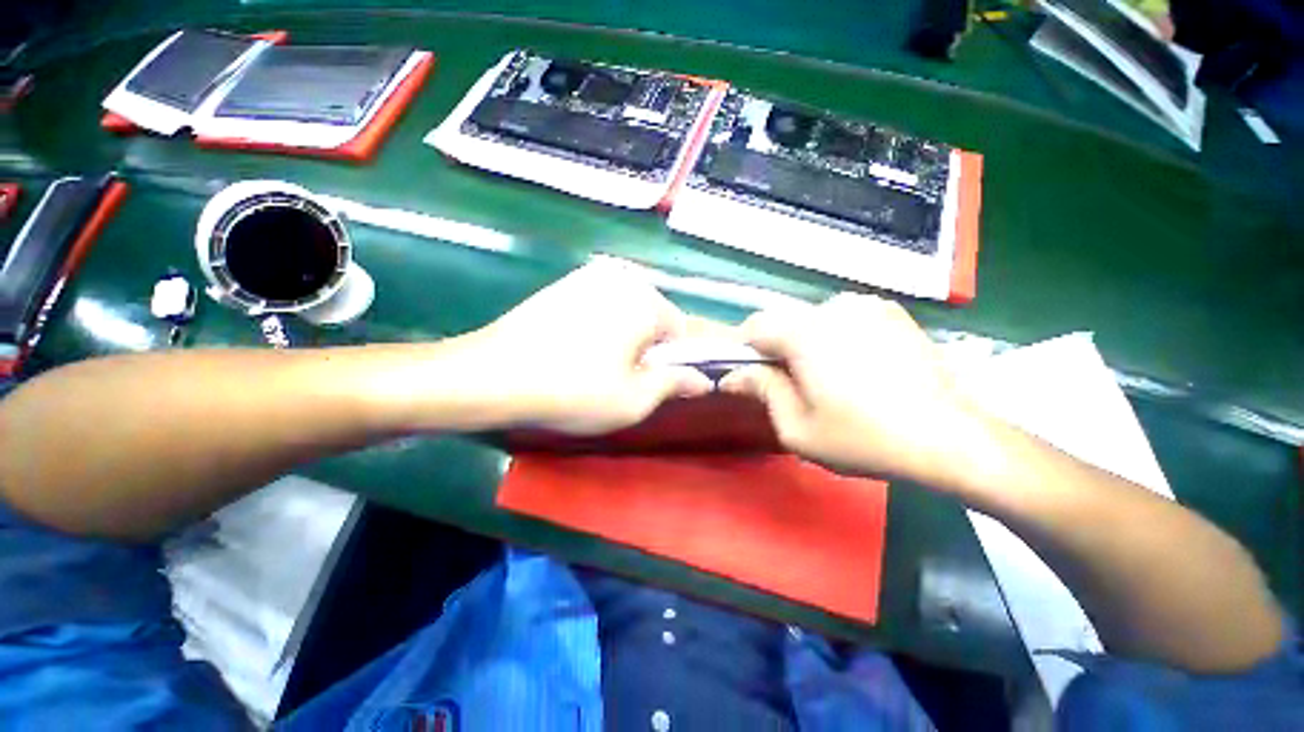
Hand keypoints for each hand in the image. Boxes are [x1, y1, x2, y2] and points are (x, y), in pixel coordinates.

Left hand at [463, 260, 712, 433]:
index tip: (647, 383)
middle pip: (653, 317)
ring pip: (626, 311)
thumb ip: (675, 384)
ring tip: (593, 365)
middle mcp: (621, 276)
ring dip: (622, 337)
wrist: (492, 375)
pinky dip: (598, 326)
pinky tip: (574, 349)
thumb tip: (703, 380)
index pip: (680, 331)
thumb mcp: (634, 399)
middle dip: (645, 348)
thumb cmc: (573, 390)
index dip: (669, 362)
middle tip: (618, 377)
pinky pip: (600, 306)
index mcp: (644, 299)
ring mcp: (588, 275)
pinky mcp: (564, 283)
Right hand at [719, 293, 977, 481]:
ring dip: (805, 342)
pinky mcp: (890, 311)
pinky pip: (843, 317)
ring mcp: (865, 305)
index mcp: (804, 333)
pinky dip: (835, 336)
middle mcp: (832, 307)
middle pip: (784, 321)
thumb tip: (731, 377)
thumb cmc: (864, 438)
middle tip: (791, 384)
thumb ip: (761, 391)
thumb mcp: (797, 426)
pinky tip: (855, 366)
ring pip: (812, 318)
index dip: (746, 351)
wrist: (950, 437)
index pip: (754, 326)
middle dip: (777, 349)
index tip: (754, 377)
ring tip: (826, 377)